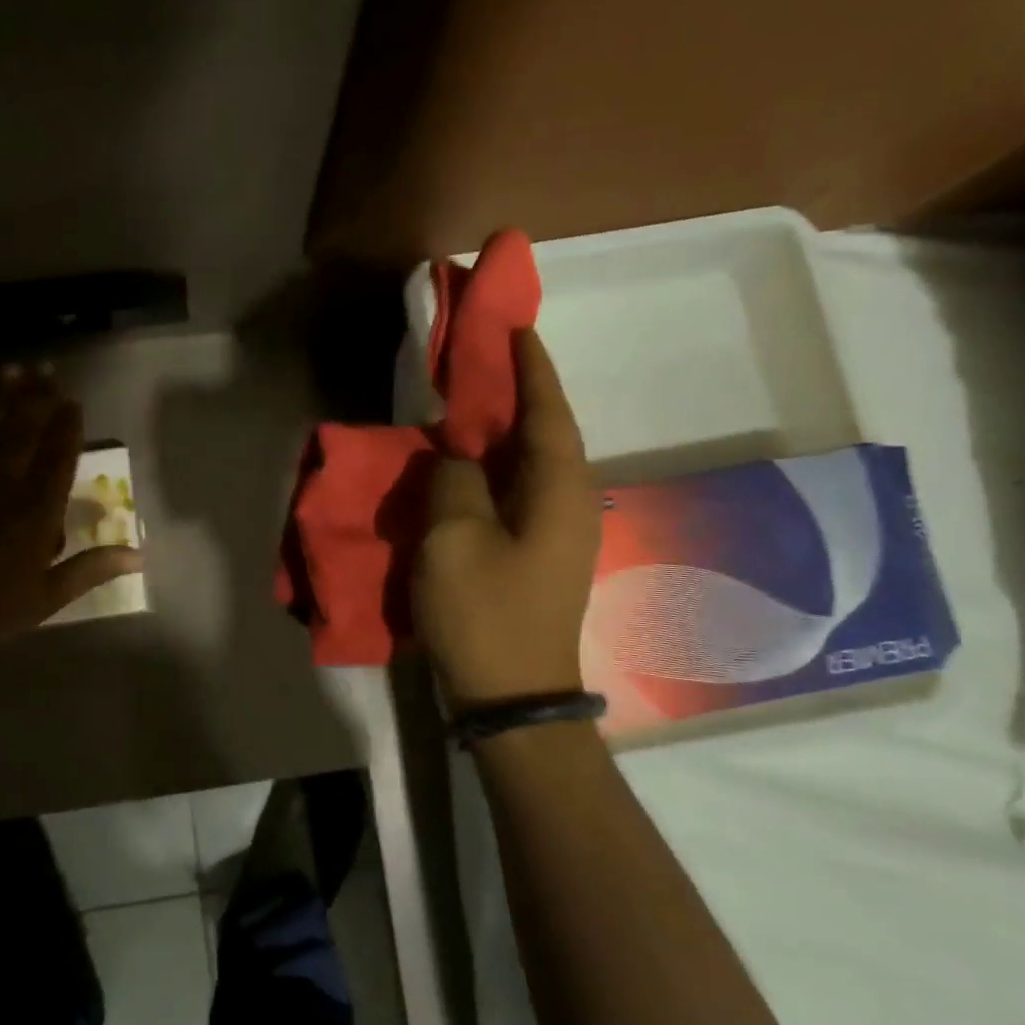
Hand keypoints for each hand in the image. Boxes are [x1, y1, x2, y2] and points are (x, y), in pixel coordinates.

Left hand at [0, 365, 142, 652]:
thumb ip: (92, 569)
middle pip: (25, 429)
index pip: (60, 455)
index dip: (67, 425)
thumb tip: (139, 557)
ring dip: (2, 397)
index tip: (72, 400)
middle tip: (45, 370)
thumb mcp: (47, 596)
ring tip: (12, 371)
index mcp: (38, 507)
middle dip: (38, 398)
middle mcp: (6, 481)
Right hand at [416, 328, 601, 712]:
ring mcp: (557, 530)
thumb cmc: (485, 613)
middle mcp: (570, 502)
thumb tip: (458, 458)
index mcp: (559, 489)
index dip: (532, 367)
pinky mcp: (538, 551)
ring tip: (471, 398)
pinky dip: (494, 465)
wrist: (512, 697)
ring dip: (504, 428)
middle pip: (546, 431)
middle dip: (519, 391)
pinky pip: (518, 489)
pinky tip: (467, 460)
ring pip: (531, 461)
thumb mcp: (454, 536)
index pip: (548, 411)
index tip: (517, 327)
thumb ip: (455, 478)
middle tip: (484, 356)